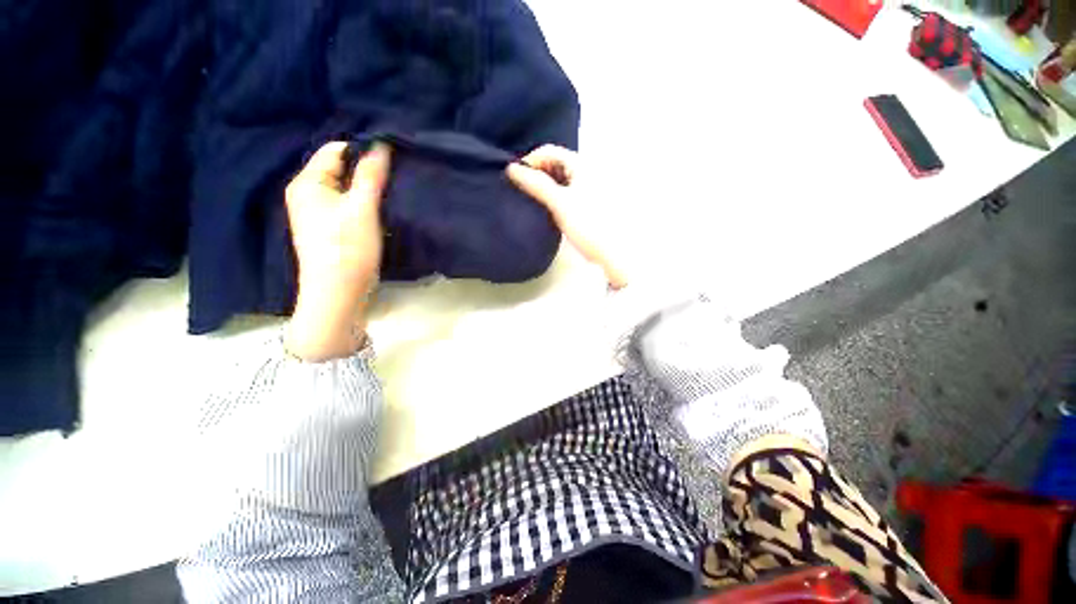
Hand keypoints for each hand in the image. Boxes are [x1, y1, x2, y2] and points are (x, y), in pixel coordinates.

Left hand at [284, 141, 391, 360]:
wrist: (338, 293)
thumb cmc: (348, 248)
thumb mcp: (362, 209)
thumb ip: (370, 176)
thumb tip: (380, 145)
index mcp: (307, 183)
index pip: (334, 151)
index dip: (362, 150)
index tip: (391, 157)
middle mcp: (306, 193)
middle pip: (339, 169)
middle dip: (365, 170)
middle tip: (394, 175)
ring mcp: (315, 212)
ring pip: (344, 189)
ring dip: (366, 188)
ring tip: (390, 191)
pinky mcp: (327, 228)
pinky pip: (345, 204)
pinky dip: (362, 203)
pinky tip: (378, 209)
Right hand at [506, 145, 627, 288]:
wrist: (612, 252)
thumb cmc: (588, 224)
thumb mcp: (559, 203)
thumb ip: (536, 184)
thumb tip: (511, 168)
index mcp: (582, 163)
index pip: (548, 151)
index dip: (529, 162)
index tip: (515, 180)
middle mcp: (586, 169)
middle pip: (554, 163)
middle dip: (536, 174)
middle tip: (522, 191)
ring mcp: (588, 186)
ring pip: (559, 178)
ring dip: (543, 185)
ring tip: (532, 200)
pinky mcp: (587, 201)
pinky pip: (565, 190)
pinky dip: (553, 195)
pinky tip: (547, 208)